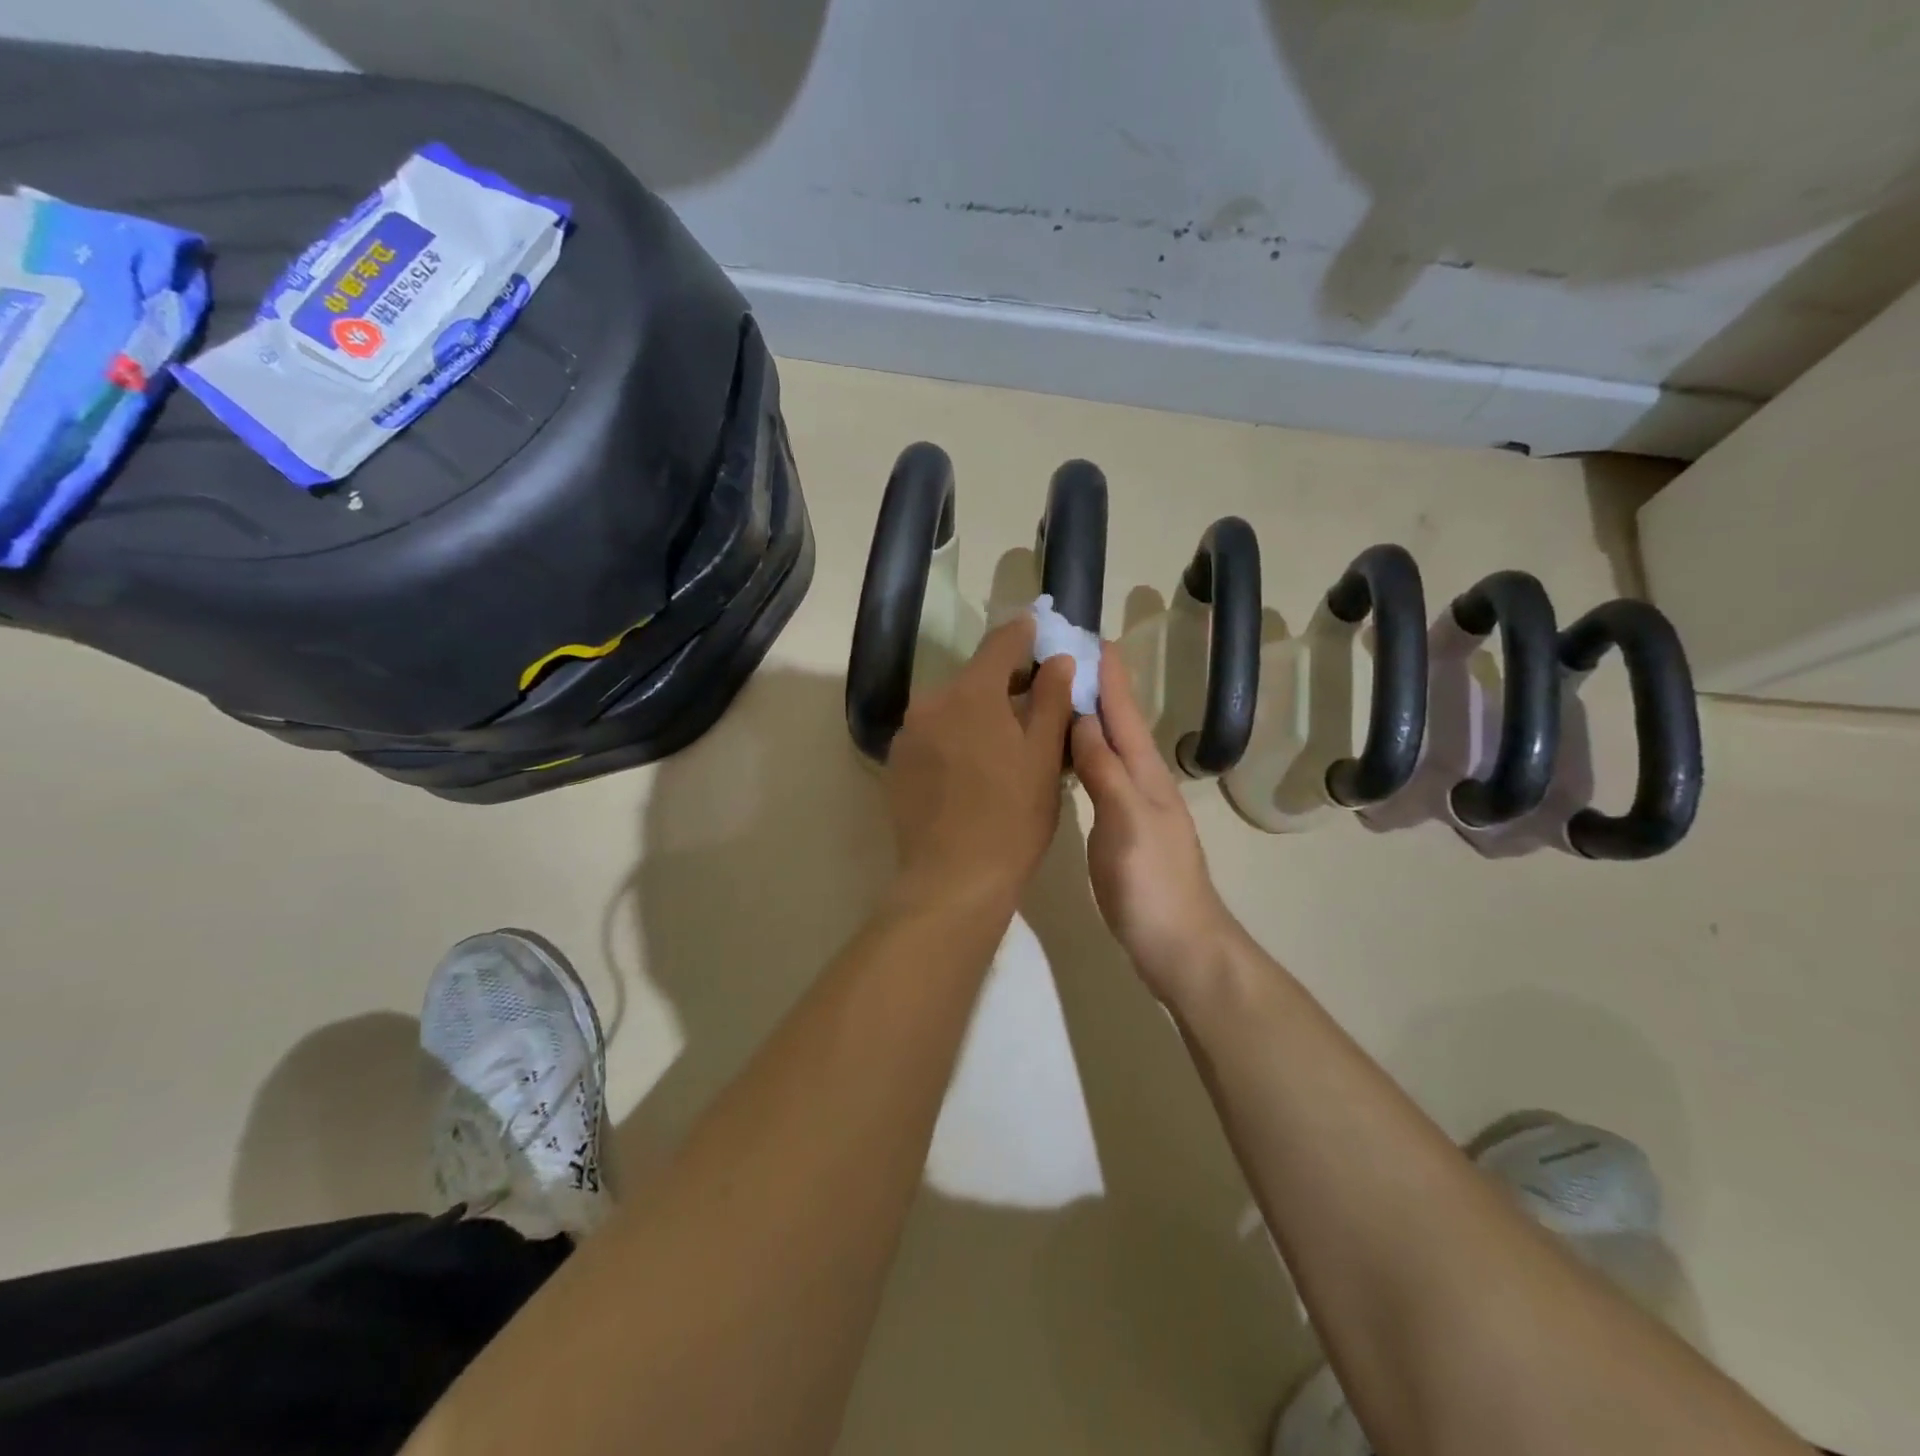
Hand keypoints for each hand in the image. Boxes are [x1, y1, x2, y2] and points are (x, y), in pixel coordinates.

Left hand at [886, 617, 1077, 916]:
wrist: (952, 881)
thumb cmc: (1012, 818)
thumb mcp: (1044, 758)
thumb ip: (1051, 701)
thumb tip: (1057, 660)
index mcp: (971, 694)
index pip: (1000, 644)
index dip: (1023, 634)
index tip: (1039, 628)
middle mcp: (931, 703)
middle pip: (974, 678)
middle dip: (1005, 682)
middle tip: (1036, 699)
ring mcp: (908, 736)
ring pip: (952, 708)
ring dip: (979, 713)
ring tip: (1006, 741)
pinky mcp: (896, 765)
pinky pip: (933, 736)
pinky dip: (956, 738)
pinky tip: (974, 769)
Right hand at [1070, 646, 1241, 999]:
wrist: (1179, 945)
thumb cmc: (1152, 884)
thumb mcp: (1127, 823)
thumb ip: (1106, 771)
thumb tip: (1083, 719)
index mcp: (1145, 774)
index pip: (1123, 713)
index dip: (1109, 675)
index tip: (1089, 636)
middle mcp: (1141, 781)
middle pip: (1118, 724)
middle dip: (1097, 687)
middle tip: (1064, 657)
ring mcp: (1133, 806)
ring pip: (1108, 748)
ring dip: (1089, 717)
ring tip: (1060, 694)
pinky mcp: (1120, 828)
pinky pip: (1100, 775)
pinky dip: (1083, 754)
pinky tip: (1067, 755)